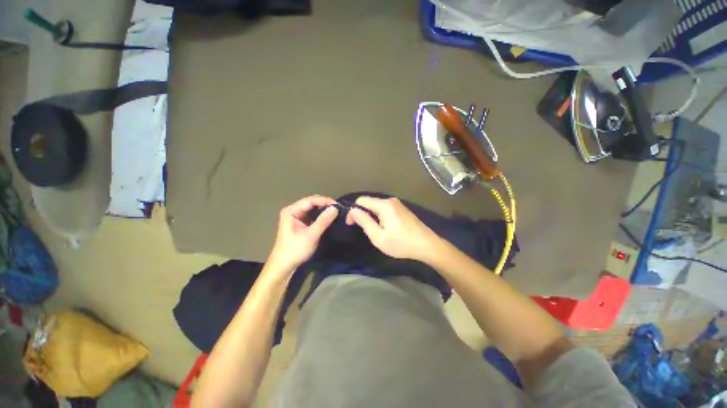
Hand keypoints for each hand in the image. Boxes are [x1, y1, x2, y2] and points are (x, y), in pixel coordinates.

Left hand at [267, 195, 338, 273]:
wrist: (284, 266)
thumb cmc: (295, 250)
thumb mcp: (311, 235)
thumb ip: (323, 221)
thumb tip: (335, 208)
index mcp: (291, 211)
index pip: (311, 200)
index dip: (325, 201)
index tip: (338, 205)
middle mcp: (293, 211)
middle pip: (312, 203)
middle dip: (325, 205)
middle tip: (340, 209)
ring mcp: (297, 217)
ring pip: (313, 209)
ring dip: (324, 211)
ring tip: (337, 213)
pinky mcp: (301, 224)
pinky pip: (313, 216)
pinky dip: (321, 216)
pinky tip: (330, 218)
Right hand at [345, 196, 440, 261]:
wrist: (427, 245)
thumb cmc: (401, 243)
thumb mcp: (378, 236)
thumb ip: (364, 221)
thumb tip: (352, 210)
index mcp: (384, 205)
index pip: (361, 200)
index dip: (353, 211)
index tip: (351, 224)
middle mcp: (390, 200)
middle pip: (369, 202)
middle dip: (362, 214)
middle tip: (363, 229)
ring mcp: (398, 204)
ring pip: (377, 206)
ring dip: (371, 216)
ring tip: (373, 230)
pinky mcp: (402, 209)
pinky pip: (385, 209)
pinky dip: (379, 216)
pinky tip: (384, 227)